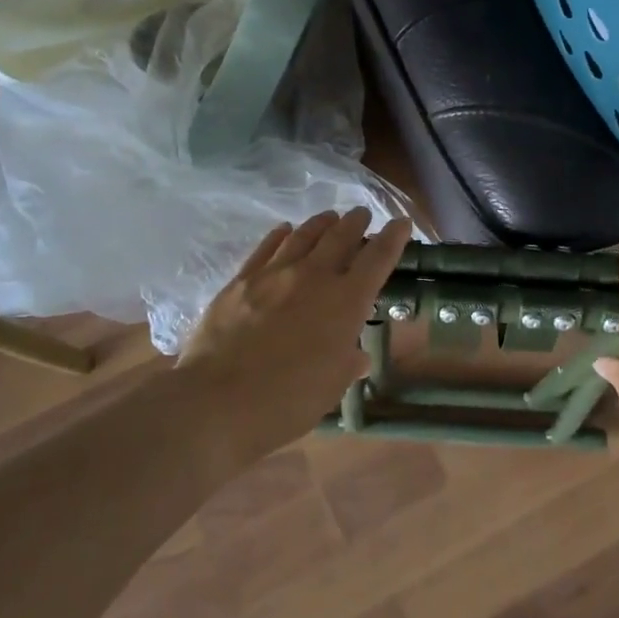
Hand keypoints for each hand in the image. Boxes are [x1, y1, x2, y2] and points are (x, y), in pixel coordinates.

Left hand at [177, 208, 412, 469]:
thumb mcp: (331, 387)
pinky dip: (281, 235)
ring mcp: (274, 274)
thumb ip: (347, 363)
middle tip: (362, 215)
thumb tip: (357, 355)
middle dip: (356, 222)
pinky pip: (266, 247)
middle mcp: (314, 277)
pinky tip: (285, 230)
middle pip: (341, 236)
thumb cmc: (287, 401)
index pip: (378, 258)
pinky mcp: (240, 280)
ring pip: (304, 235)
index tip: (402, 223)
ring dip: (321, 223)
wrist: (216, 402)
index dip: (393, 238)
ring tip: (330, 218)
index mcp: (346, 301)